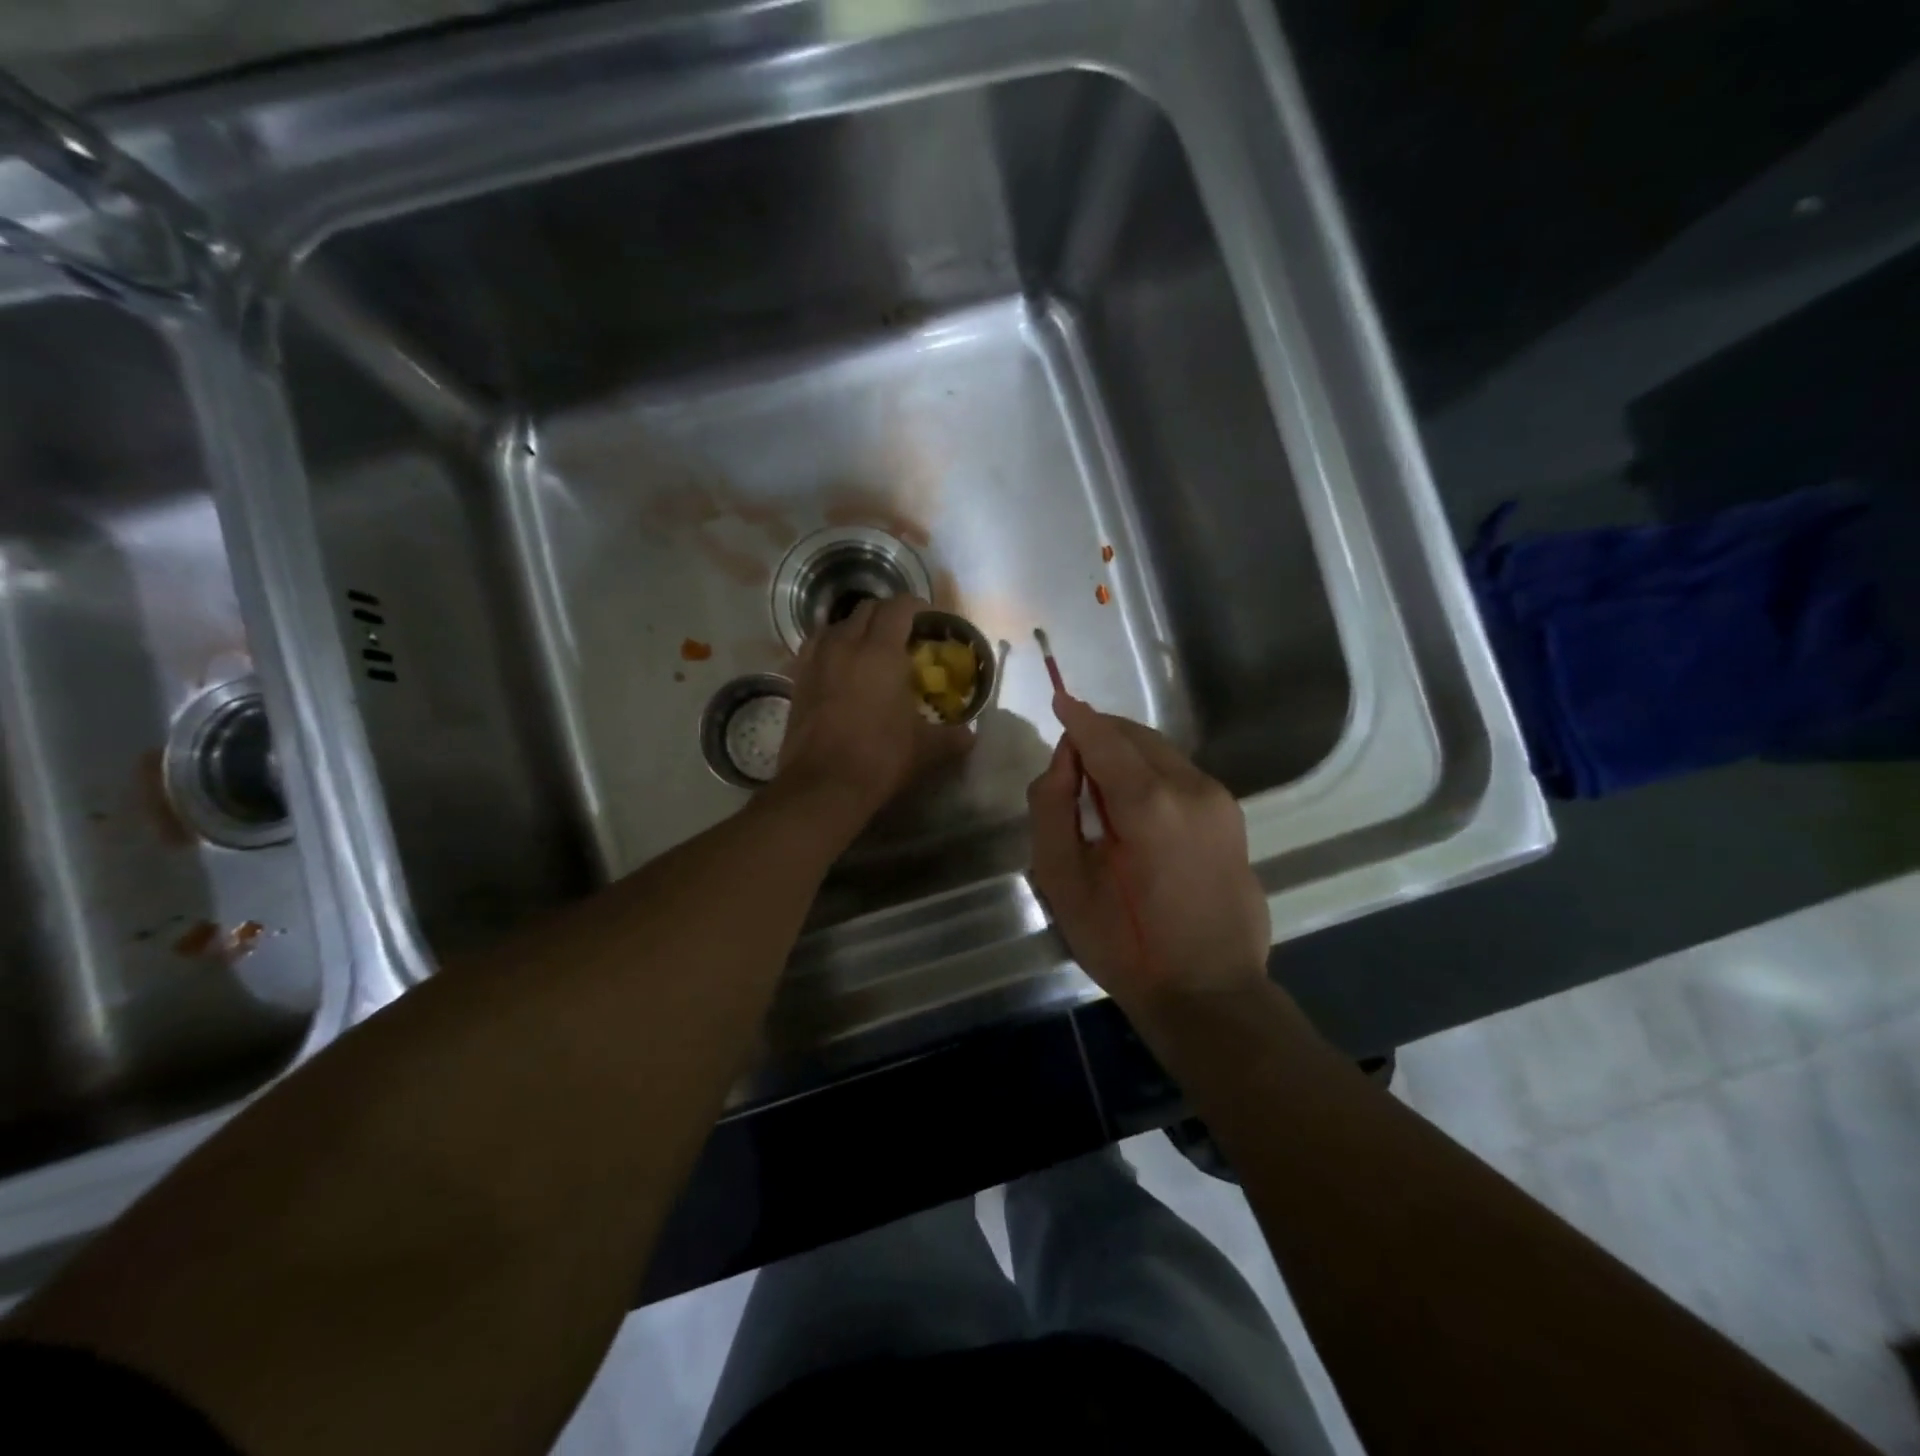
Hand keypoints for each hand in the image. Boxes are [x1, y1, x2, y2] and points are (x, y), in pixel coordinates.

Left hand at [777, 595, 972, 817]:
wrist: (822, 786)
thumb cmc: (880, 759)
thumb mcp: (926, 749)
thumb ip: (953, 737)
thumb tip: (971, 735)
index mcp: (881, 651)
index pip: (899, 607)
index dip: (917, 607)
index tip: (930, 622)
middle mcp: (846, 644)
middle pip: (867, 609)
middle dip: (888, 615)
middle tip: (905, 636)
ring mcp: (816, 660)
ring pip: (837, 625)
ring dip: (857, 629)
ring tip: (870, 650)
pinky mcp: (797, 679)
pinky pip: (816, 647)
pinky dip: (832, 647)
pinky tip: (840, 668)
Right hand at [1027, 693, 1269, 1013]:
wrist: (1209, 993)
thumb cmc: (1124, 943)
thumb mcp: (1064, 881)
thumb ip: (1051, 807)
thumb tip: (1063, 759)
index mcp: (1147, 802)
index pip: (1103, 737)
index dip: (1077, 717)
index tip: (1058, 698)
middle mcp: (1191, 787)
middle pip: (1135, 736)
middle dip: (1100, 736)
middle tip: (1070, 767)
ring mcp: (1219, 801)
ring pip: (1161, 752)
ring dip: (1126, 755)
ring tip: (1100, 791)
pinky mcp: (1233, 817)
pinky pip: (1181, 775)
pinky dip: (1151, 774)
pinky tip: (1136, 811)